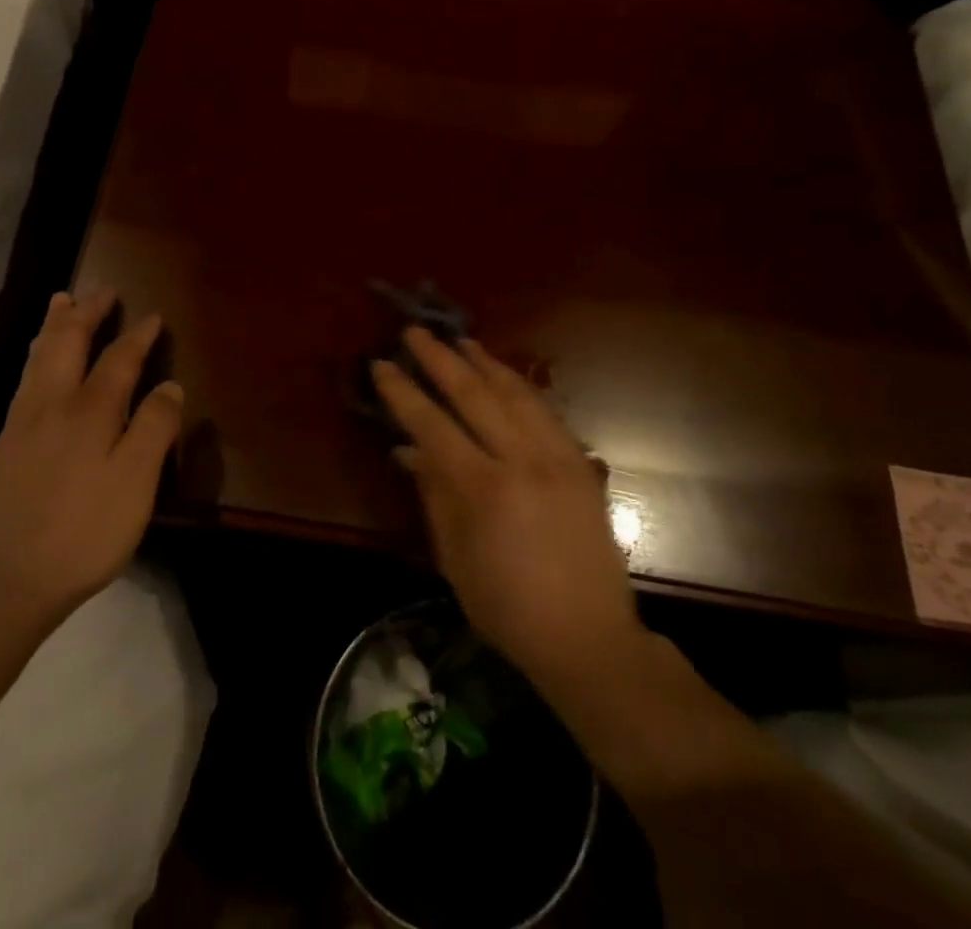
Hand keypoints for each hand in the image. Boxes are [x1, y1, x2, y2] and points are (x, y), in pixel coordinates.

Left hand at [0, 290, 182, 625]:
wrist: (9, 579)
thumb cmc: (85, 530)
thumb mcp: (136, 482)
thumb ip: (154, 428)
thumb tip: (170, 384)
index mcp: (90, 410)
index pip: (118, 359)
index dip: (138, 336)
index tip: (153, 317)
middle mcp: (53, 404)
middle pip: (68, 343)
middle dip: (87, 313)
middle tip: (102, 291)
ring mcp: (24, 422)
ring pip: (39, 357)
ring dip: (55, 326)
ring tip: (62, 303)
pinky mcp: (6, 444)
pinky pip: (25, 378)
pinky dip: (36, 354)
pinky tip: (38, 362)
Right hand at [372, 328, 646, 690]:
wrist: (587, 638)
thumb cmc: (506, 606)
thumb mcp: (453, 555)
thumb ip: (433, 492)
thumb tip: (409, 447)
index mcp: (483, 488)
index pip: (432, 424)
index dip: (404, 392)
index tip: (383, 364)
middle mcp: (522, 461)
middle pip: (474, 394)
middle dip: (440, 358)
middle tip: (417, 332)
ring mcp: (558, 458)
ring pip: (516, 393)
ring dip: (484, 362)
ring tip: (461, 340)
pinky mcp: (581, 464)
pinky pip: (546, 411)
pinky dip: (520, 387)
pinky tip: (504, 376)